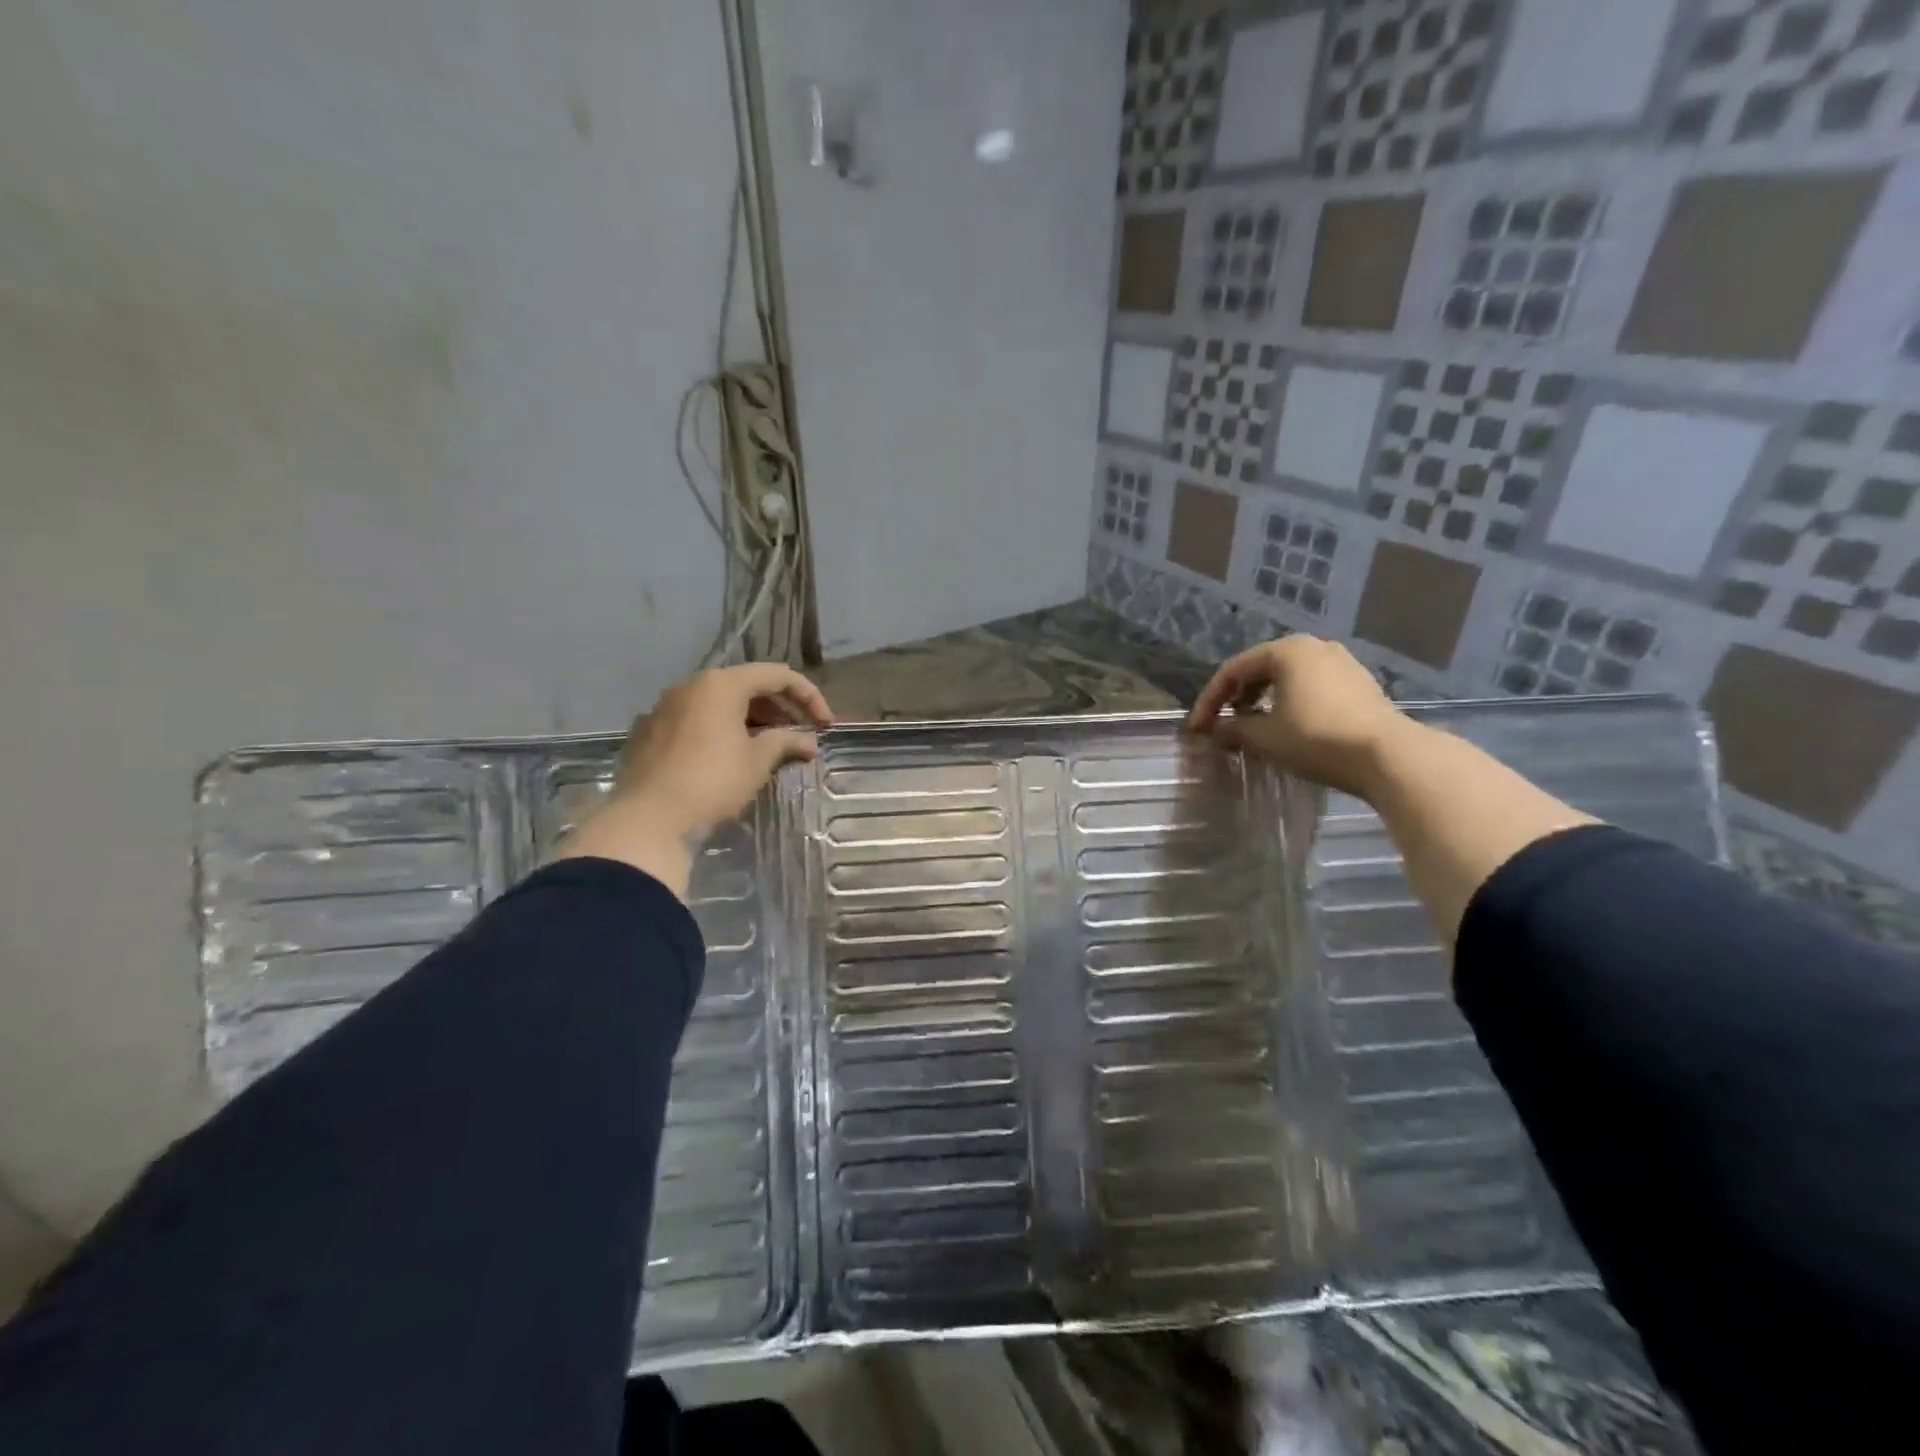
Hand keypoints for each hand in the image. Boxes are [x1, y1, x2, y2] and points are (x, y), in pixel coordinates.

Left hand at [556, 663, 833, 895]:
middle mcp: (691, 686)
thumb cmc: (712, 782)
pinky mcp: (650, 732)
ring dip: (752, 720)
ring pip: (720, 703)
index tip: (826, 725)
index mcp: (721, 684)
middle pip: (747, 685)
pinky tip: (732, 757)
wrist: (648, 820)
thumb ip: (786, 742)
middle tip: (802, 735)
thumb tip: (809, 742)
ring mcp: (665, 708)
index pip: (777, 675)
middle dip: (780, 708)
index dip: (809, 696)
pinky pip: (697, 720)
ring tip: (772, 747)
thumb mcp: (757, 761)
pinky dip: (722, 730)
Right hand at [1186, 636, 1410, 797]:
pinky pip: (1311, 687)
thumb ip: (1233, 730)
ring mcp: (1341, 663)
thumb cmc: (1316, 738)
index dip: (1209, 700)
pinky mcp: (1359, 684)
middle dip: (1236, 697)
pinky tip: (1286, 726)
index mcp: (1286, 651)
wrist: (1388, 755)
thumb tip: (1215, 731)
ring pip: (1288, 678)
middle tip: (1222, 724)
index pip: (1233, 670)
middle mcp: (1313, 647)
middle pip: (1261, 669)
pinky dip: (1290, 702)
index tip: (1197, 728)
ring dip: (1263, 700)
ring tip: (1252, 726)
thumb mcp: (1265, 737)